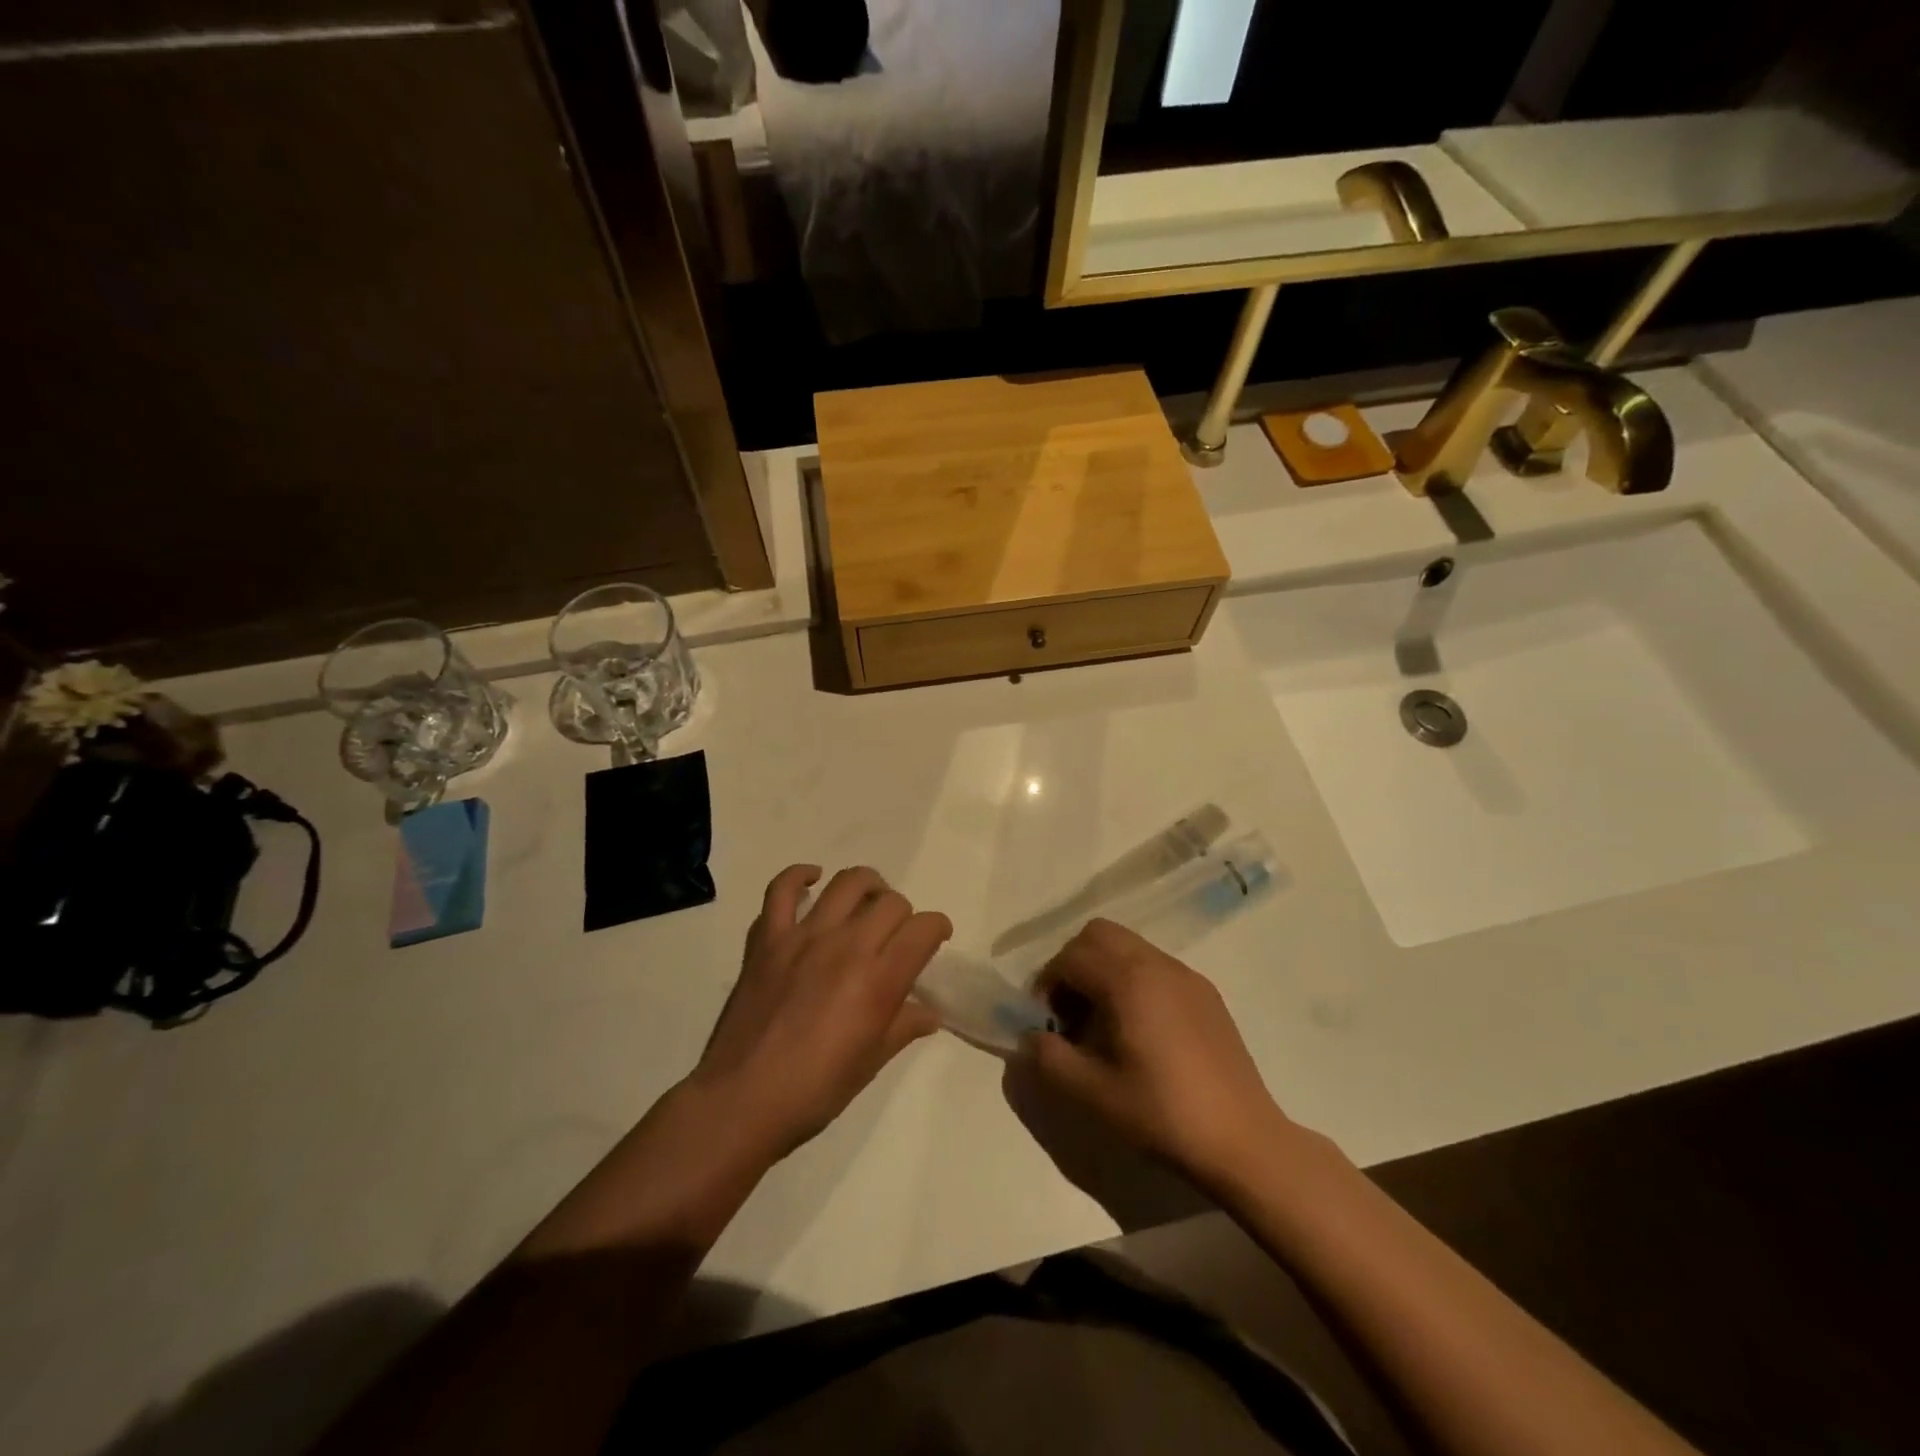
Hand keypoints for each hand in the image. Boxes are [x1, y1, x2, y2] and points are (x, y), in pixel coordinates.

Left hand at [690, 865, 950, 1157]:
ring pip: (847, 884)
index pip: (923, 930)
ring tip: (867, 901)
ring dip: (867, 886)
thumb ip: (903, 1026)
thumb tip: (930, 1012)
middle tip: (895, 936)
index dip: (937, 928)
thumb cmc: (815, 1091)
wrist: (741, 1101)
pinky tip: (812, 880)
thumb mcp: (871, 1062)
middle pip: (891, 902)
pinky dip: (799, 876)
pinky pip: (782, 890)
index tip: (934, 938)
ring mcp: (804, 937)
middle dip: (903, 914)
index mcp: (878, 981)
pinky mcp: (768, 939)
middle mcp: (847, 947)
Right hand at [1022, 919, 1286, 1187]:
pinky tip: (1139, 1030)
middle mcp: (1156, 963)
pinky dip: (1132, 979)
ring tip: (1102, 1021)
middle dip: (1073, 963)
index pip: (1070, 956)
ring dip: (1103, 969)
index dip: (1047, 984)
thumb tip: (1029, 1037)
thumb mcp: (1091, 1093)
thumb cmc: (1162, 1113)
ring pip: (1128, 945)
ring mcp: (1186, 975)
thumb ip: (1048, 1058)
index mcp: (1127, 980)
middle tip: (1070, 1011)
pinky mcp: (1206, 993)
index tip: (1046, 1022)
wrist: (1242, 1140)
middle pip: (1098, 934)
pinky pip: (1155, 965)